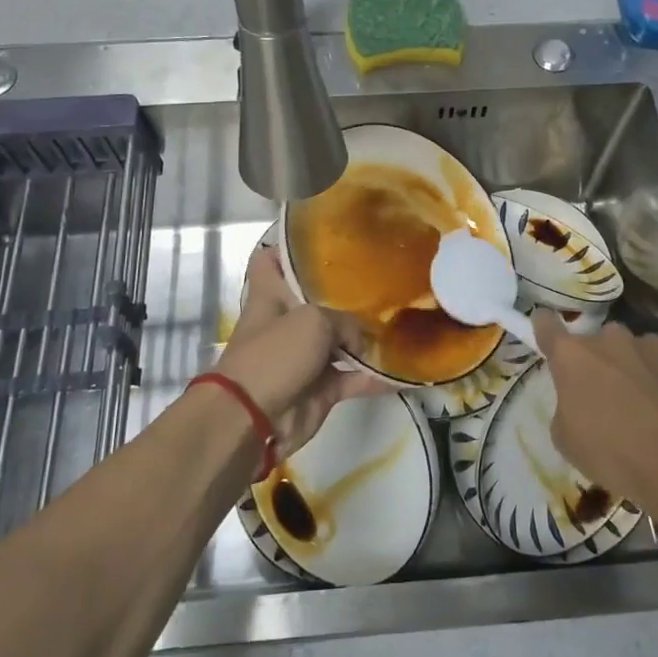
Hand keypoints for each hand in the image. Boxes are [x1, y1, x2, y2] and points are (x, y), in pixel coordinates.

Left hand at [217, 247, 393, 456]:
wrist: (253, 421)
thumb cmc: (274, 355)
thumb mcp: (312, 321)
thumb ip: (345, 321)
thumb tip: (363, 339)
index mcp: (271, 295)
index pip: (270, 259)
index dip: (288, 246)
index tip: (321, 236)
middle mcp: (287, 321)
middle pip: (316, 298)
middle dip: (345, 290)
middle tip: (382, 273)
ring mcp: (304, 356)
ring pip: (340, 339)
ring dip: (367, 334)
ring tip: (402, 315)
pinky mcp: (321, 388)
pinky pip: (354, 377)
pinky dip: (376, 376)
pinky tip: (405, 369)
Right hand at [536, 315, 657, 520]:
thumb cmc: (618, 457)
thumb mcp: (569, 444)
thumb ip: (566, 409)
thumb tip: (578, 403)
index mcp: (575, 356)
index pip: (548, 325)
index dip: (545, 328)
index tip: (546, 332)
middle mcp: (615, 339)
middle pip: (601, 341)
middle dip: (603, 361)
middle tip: (610, 396)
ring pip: (642, 351)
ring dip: (641, 370)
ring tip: (654, 410)